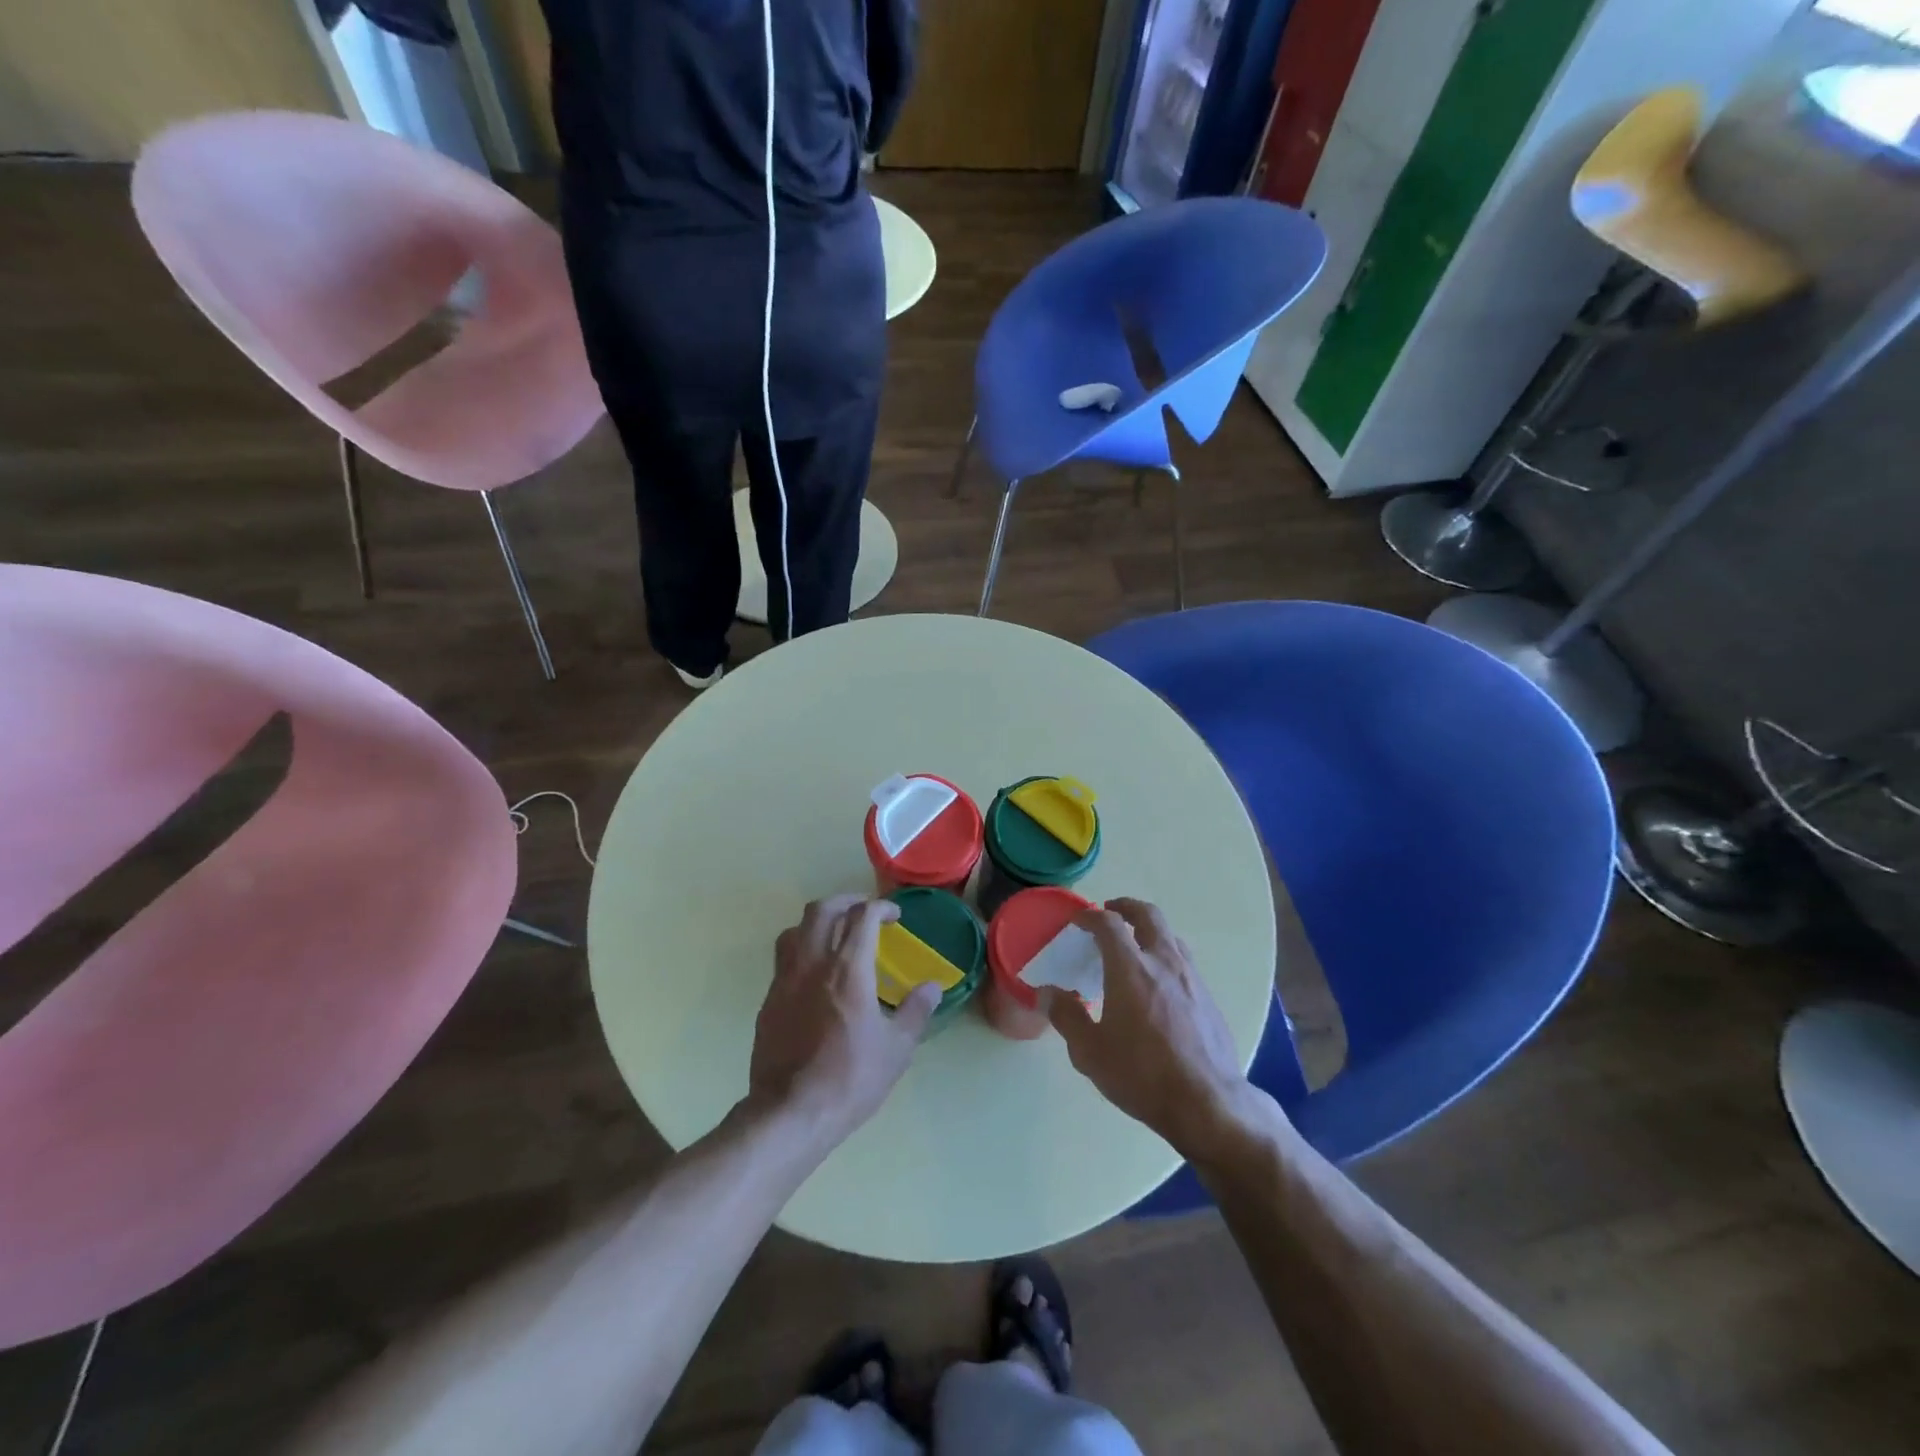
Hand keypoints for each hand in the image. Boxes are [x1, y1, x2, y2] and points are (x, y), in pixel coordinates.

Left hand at [748, 895, 939, 1148]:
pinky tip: (815, 974)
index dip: (880, 908)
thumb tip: (933, 987)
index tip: (894, 916)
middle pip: (822, 910)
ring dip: (818, 921)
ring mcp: (785, 980)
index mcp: (848, 968)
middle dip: (846, 902)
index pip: (862, 917)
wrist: (790, 1112)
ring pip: (795, 929)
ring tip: (835, 934)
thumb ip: (916, 1011)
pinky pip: (784, 959)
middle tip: (864, 912)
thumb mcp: (897, 1049)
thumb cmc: (850, 1078)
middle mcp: (813, 963)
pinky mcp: (769, 1000)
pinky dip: (802, 950)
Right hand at [1047, 898, 1250, 1158]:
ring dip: (1150, 931)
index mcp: (1131, 968)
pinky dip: (1166, 957)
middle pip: (1148, 915)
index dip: (1090, 916)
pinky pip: (1185, 962)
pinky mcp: (1209, 999)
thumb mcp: (1090, 1051)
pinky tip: (1159, 985)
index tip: (1078, 920)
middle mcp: (1164, 962)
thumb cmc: (1142, 1074)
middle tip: (1110, 912)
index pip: (1109, 924)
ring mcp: (1192, 978)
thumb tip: (1047, 993)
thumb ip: (1066, 1016)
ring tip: (1135, 947)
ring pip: (1171, 936)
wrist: (1207, 1103)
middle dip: (1127, 907)